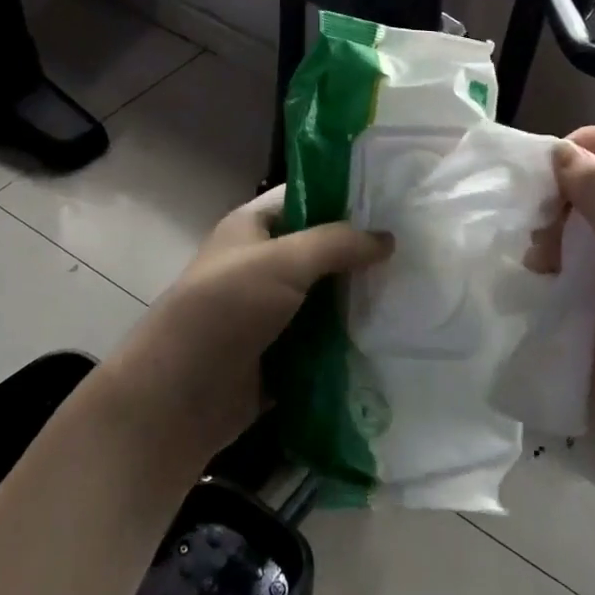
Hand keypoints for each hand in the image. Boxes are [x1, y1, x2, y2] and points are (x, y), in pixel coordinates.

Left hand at [99, 187, 391, 463]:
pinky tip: (393, 333)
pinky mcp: (282, 354)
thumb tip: (388, 238)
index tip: (395, 200)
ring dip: (361, 298)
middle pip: (322, 249)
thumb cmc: (224, 311)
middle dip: (362, 252)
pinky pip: (325, 339)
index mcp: (253, 228)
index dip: (346, 195)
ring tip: (416, 290)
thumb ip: (337, 244)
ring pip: (328, 296)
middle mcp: (263, 264)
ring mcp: (272, 312)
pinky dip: (351, 338)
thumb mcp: (282, 262)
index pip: (306, 196)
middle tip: (418, 249)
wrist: (176, 399)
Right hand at [545, 128, 594, 478]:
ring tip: (539, 256)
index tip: (547, 165)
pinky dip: (550, 266)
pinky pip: (570, 270)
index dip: (592, 147)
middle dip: (565, 195)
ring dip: (553, 233)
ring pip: (579, 230)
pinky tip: (538, 276)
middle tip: (539, 218)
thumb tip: (561, 152)